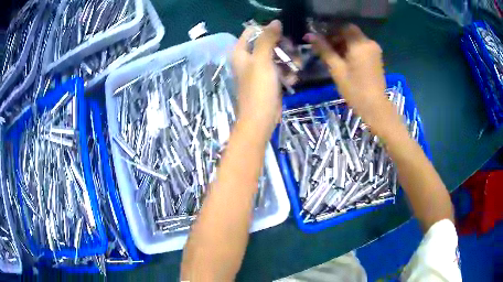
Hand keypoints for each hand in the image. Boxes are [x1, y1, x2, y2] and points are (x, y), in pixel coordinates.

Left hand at [232, 20, 281, 137]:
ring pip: (277, 55)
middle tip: (292, 52)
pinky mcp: (269, 79)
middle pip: (267, 42)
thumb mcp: (263, 60)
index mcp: (240, 52)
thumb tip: (275, 21)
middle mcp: (248, 58)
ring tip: (296, 68)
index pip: (252, 31)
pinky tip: (292, 79)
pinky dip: (287, 72)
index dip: (267, 31)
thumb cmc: (259, 89)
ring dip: (288, 60)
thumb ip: (267, 39)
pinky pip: (280, 68)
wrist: (261, 119)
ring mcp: (259, 69)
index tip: (281, 36)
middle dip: (282, 47)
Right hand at [304, 25, 395, 135]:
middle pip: (350, 32)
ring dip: (345, 44)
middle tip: (327, 50)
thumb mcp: (337, 69)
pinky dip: (353, 49)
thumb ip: (324, 50)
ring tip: (336, 58)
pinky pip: (362, 47)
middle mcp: (369, 43)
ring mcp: (375, 50)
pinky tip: (347, 62)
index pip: (343, 27)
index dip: (331, 32)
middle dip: (338, 37)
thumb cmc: (355, 89)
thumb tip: (310, 35)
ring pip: (356, 39)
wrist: (375, 107)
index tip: (322, 42)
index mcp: (359, 44)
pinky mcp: (377, 58)